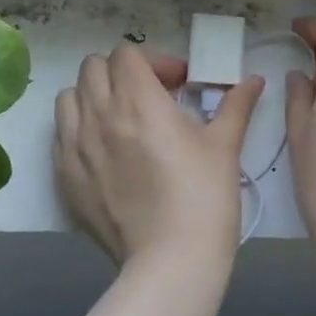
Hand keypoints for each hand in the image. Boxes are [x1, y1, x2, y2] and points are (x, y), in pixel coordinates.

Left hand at [54, 43, 263, 278]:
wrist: (170, 261)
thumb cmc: (204, 198)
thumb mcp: (225, 146)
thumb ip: (236, 105)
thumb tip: (255, 81)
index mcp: (137, 100)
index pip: (126, 54)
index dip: (153, 62)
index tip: (177, 85)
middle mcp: (98, 115)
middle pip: (93, 67)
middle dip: (121, 73)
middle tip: (148, 98)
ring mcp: (75, 146)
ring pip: (70, 97)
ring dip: (93, 97)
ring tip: (120, 120)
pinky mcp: (64, 176)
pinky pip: (61, 134)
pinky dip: (78, 130)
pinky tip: (104, 152)